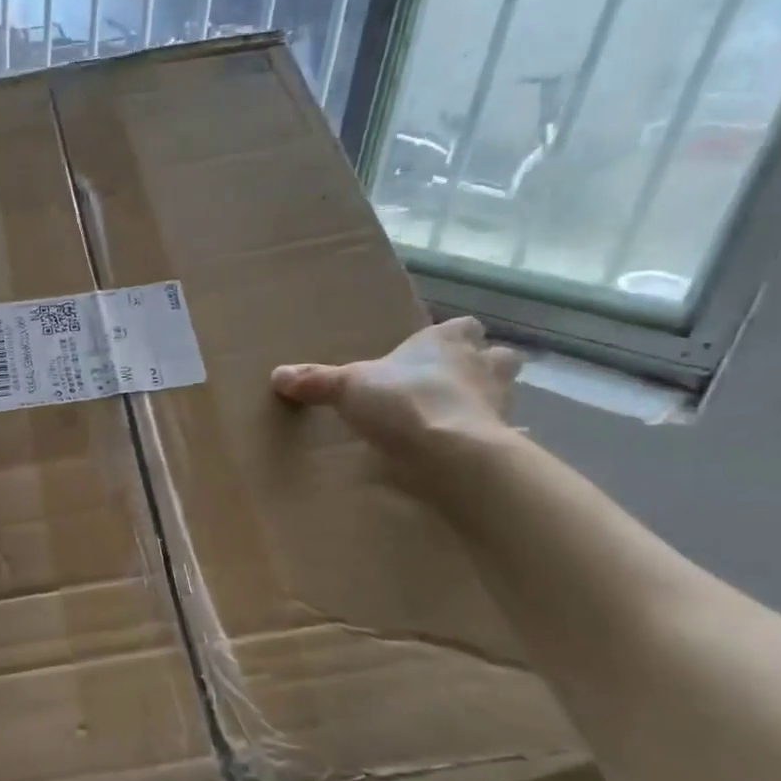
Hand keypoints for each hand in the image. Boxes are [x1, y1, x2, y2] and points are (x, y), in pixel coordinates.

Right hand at [271, 317, 522, 469]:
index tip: (430, 354)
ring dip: (484, 402)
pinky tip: (462, 453)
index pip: (463, 327)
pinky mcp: (503, 440)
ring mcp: (499, 403)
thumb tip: (277, 375)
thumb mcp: (348, 387)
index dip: (450, 338)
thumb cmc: (403, 402)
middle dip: (479, 367)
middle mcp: (482, 365)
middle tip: (450, 385)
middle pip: (495, 356)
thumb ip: (316, 380)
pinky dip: (484, 442)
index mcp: (448, 341)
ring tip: (454, 419)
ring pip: (502, 393)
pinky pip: (498, 436)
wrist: (451, 452)